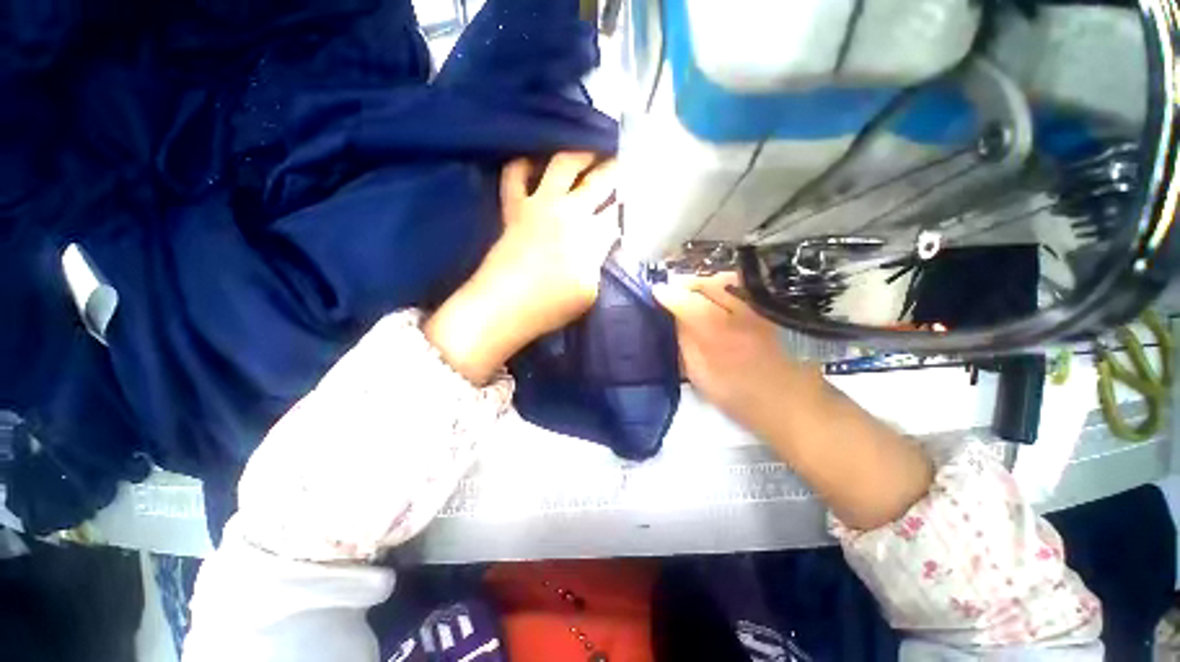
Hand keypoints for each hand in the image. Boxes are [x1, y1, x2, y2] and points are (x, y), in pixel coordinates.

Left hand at [473, 152, 619, 335]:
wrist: (504, 307)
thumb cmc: (551, 307)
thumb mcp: (589, 293)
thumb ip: (597, 265)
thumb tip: (600, 248)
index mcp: (591, 237)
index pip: (617, 214)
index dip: (629, 203)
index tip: (637, 194)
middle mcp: (569, 212)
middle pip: (599, 182)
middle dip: (616, 170)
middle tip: (625, 161)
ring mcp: (540, 205)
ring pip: (563, 164)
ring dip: (579, 154)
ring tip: (589, 151)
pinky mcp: (514, 208)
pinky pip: (514, 176)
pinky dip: (522, 164)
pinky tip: (532, 161)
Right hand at [653, 273, 822, 419]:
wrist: (787, 399)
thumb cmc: (736, 393)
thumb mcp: (699, 374)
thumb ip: (686, 342)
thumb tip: (674, 317)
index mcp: (718, 334)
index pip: (687, 302)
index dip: (669, 294)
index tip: (656, 291)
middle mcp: (738, 313)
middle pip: (707, 284)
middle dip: (686, 284)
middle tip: (673, 291)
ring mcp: (757, 307)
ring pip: (725, 279)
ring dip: (705, 282)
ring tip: (694, 292)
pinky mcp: (769, 307)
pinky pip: (742, 285)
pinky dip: (725, 284)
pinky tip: (718, 293)